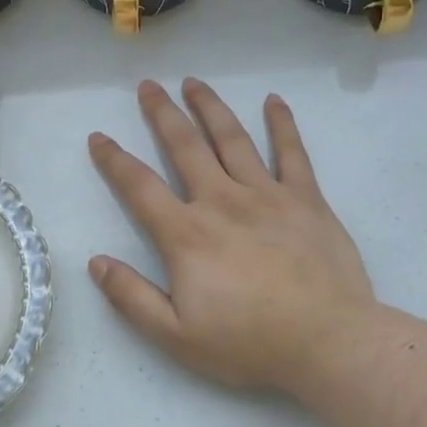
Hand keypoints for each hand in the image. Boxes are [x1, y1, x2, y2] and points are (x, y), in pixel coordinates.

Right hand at [87, 79, 381, 393]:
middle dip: (162, 113)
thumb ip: (132, 298)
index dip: (114, 160)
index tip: (99, 137)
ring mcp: (267, 195)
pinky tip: (274, 100)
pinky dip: (282, 124)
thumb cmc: (250, 343)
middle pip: (185, 146)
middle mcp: (221, 201)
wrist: (331, 344)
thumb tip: (95, 262)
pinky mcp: (306, 199)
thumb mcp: (176, 336)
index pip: (140, 186)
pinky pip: (292, 153)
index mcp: (187, 234)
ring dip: (210, 107)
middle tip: (148, 86)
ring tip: (193, 82)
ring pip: (232, 138)